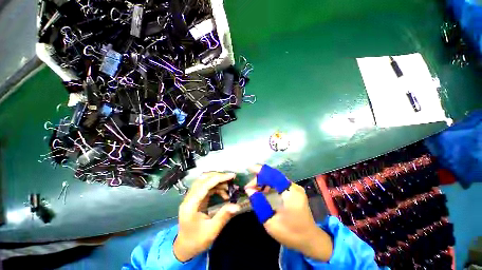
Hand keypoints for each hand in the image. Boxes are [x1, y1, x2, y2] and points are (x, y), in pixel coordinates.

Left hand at [173, 172, 240, 261]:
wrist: (185, 247)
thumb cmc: (196, 241)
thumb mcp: (211, 231)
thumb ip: (224, 216)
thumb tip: (237, 206)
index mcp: (191, 205)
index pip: (205, 185)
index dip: (219, 178)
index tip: (232, 176)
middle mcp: (189, 198)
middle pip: (203, 179)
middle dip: (218, 176)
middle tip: (231, 178)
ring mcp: (192, 197)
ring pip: (205, 181)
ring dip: (218, 181)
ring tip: (229, 187)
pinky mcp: (196, 198)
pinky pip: (206, 187)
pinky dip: (216, 187)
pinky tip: (224, 194)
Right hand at [245, 165, 332, 260]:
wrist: (310, 239)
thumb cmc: (291, 233)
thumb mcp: (271, 222)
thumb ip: (259, 204)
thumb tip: (249, 190)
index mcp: (290, 193)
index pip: (273, 175)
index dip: (260, 170)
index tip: (249, 169)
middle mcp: (294, 187)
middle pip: (273, 175)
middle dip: (260, 178)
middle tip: (249, 187)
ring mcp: (295, 188)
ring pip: (276, 178)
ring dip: (264, 181)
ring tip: (254, 189)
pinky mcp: (294, 190)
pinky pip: (279, 182)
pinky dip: (269, 184)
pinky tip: (263, 190)